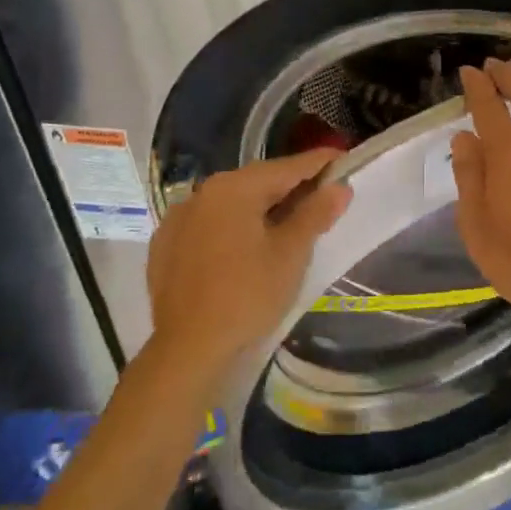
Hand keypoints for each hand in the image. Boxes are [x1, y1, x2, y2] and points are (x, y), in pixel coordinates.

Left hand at [145, 149, 351, 377]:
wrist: (189, 350)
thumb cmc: (248, 295)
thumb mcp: (291, 253)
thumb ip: (315, 213)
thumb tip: (339, 187)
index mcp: (234, 188)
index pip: (287, 167)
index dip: (319, 163)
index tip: (344, 159)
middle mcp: (201, 193)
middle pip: (257, 182)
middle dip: (291, 186)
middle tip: (322, 195)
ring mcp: (178, 220)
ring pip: (231, 203)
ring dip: (261, 207)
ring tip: (288, 223)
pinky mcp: (166, 247)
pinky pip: (209, 225)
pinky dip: (233, 227)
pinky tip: (246, 246)